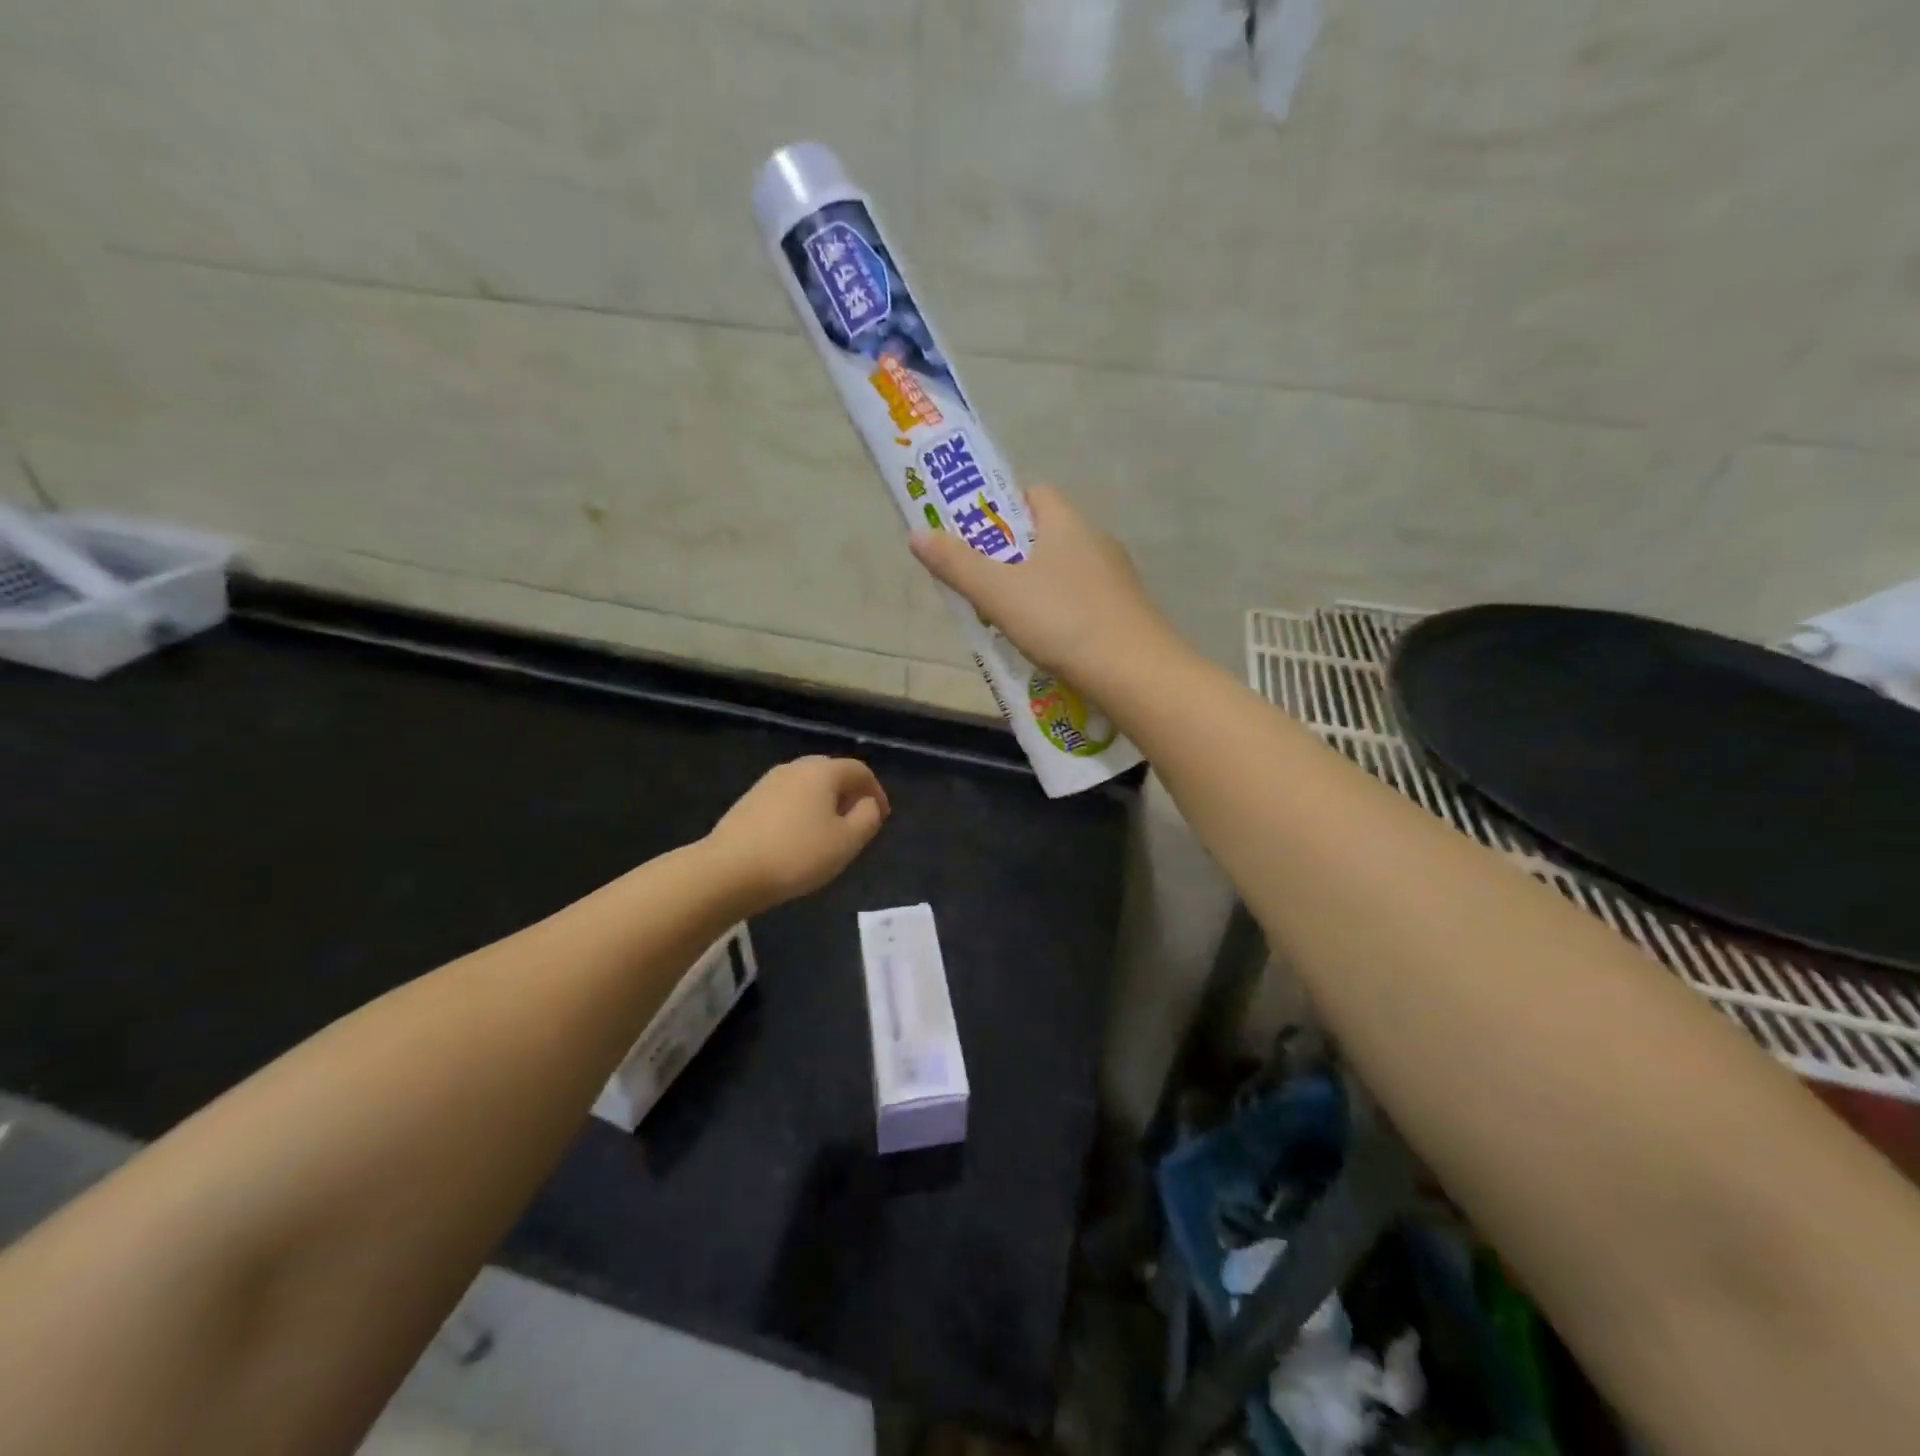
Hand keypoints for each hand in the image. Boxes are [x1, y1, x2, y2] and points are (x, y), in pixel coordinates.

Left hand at [706, 757, 889, 912]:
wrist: (728, 870)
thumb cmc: (797, 854)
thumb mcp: (847, 841)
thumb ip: (867, 818)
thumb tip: (868, 804)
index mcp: (822, 771)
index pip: (859, 771)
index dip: (876, 791)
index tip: (882, 817)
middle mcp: (795, 768)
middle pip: (831, 773)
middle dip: (849, 795)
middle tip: (858, 823)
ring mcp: (768, 782)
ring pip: (807, 786)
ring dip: (824, 804)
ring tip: (830, 834)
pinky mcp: (749, 801)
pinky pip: (788, 799)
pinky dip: (802, 812)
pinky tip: (799, 839)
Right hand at [909, 485, 1172, 679]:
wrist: (1134, 672)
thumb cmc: (1062, 621)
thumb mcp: (998, 592)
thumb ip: (957, 564)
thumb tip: (917, 533)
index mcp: (1067, 523)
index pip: (1033, 493)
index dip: (1001, 507)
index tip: (976, 535)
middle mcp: (1096, 541)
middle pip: (1046, 535)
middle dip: (1012, 554)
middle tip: (982, 583)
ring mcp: (1115, 578)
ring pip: (1064, 571)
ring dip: (1036, 588)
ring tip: (1007, 620)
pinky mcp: (1125, 612)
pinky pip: (1082, 601)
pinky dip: (1060, 614)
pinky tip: (1046, 643)